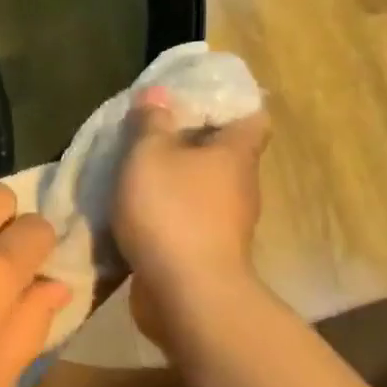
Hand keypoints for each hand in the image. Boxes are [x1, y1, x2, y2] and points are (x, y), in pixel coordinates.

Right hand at [113, 86, 270, 337]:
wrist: (187, 294)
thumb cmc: (171, 211)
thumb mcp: (149, 155)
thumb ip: (152, 123)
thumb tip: (160, 93)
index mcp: (235, 155)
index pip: (251, 117)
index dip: (228, 103)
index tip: (196, 96)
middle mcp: (240, 186)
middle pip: (222, 153)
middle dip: (190, 140)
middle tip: (151, 129)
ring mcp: (227, 223)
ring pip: (202, 187)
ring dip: (175, 178)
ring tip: (136, 170)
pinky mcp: (207, 252)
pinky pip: (187, 218)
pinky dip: (167, 211)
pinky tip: (137, 209)